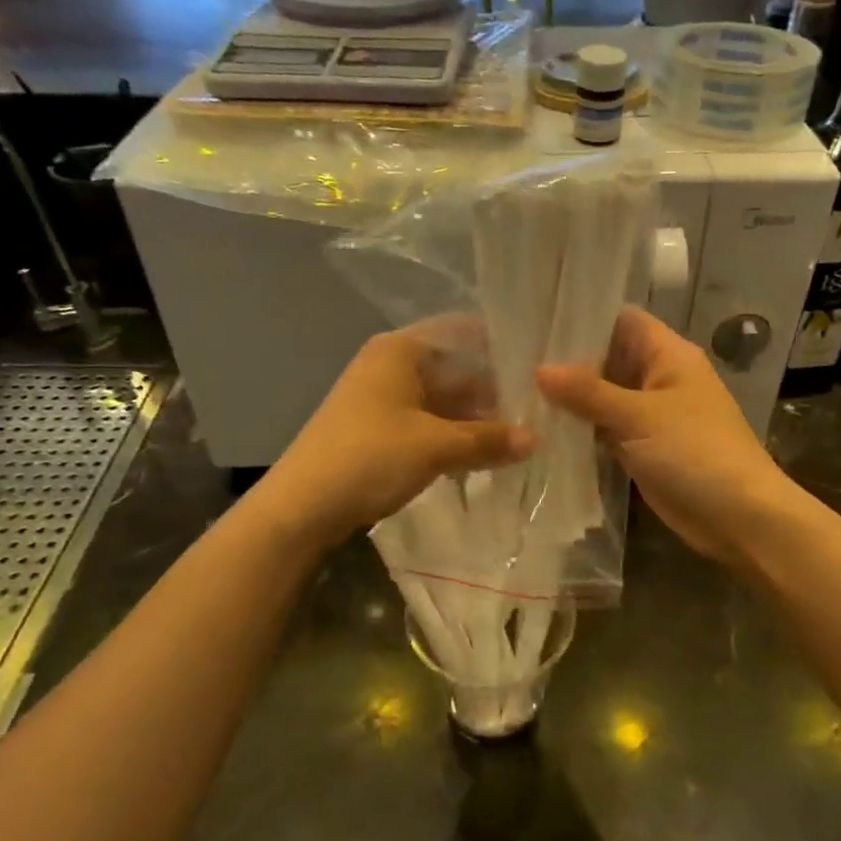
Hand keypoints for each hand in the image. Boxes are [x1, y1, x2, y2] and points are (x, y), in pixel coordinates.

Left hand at [260, 326, 532, 546]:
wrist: (302, 507)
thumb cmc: (370, 458)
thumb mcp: (436, 446)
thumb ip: (488, 439)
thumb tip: (536, 439)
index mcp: (401, 350)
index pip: (462, 333)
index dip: (500, 347)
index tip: (539, 367)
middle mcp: (391, 366)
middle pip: (454, 369)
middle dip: (493, 392)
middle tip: (539, 412)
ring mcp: (382, 400)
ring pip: (442, 401)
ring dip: (475, 420)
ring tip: (519, 438)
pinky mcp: (378, 431)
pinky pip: (427, 425)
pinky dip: (452, 437)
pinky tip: (481, 457)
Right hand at [537, 308, 796, 567]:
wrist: (740, 518)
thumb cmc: (696, 453)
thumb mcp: (640, 417)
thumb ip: (589, 393)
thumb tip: (540, 370)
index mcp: (668, 356)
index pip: (622, 320)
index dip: (584, 317)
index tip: (538, 320)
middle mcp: (658, 379)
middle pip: (608, 359)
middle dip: (568, 362)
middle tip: (515, 360)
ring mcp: (650, 416)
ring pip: (603, 398)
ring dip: (571, 400)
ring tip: (517, 392)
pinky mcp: (642, 448)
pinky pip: (606, 430)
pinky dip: (581, 430)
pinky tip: (542, 429)